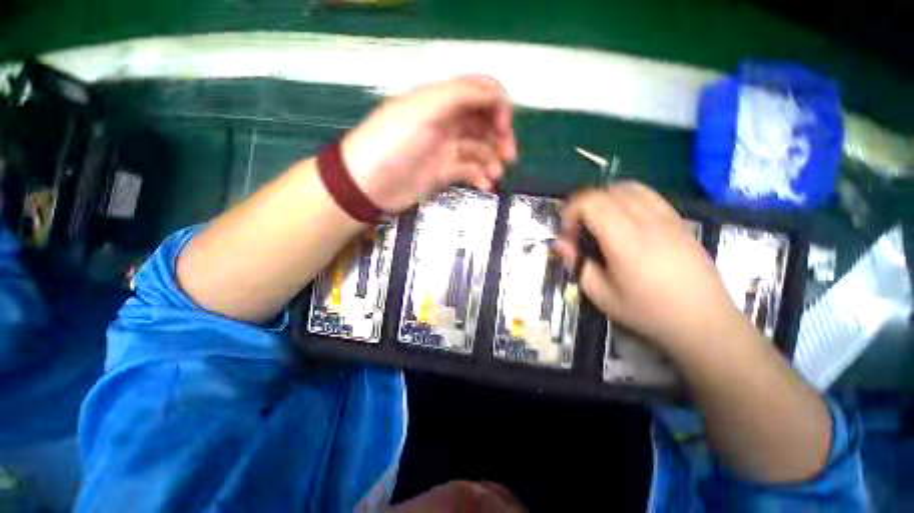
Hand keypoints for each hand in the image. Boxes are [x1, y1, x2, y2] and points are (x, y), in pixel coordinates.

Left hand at [342, 75, 516, 212]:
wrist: (368, 184)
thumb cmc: (392, 144)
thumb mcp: (423, 110)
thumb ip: (459, 96)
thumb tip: (495, 94)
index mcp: (441, 101)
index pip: (479, 93)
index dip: (497, 106)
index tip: (504, 127)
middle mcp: (446, 122)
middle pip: (483, 123)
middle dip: (500, 137)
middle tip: (509, 157)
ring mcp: (445, 149)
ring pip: (479, 149)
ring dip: (492, 160)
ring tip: (497, 175)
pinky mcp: (443, 171)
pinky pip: (469, 170)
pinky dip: (480, 176)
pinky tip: (485, 185)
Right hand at [554, 182, 740, 352]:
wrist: (704, 320)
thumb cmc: (648, 311)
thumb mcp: (601, 295)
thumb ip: (578, 264)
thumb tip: (560, 243)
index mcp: (624, 239)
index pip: (591, 202)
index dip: (571, 211)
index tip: (568, 234)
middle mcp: (646, 220)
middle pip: (606, 191)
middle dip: (583, 205)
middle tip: (579, 230)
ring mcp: (666, 216)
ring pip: (627, 187)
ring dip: (604, 199)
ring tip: (599, 222)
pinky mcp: (678, 220)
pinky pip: (647, 194)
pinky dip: (626, 198)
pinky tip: (624, 220)